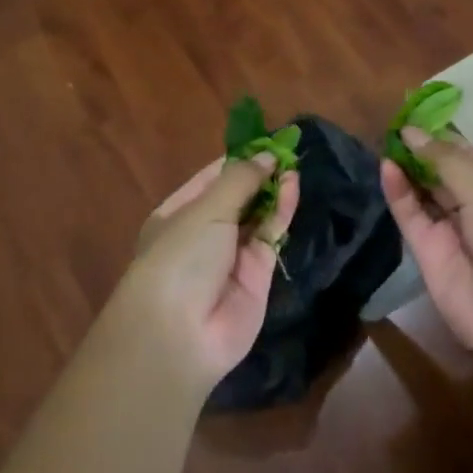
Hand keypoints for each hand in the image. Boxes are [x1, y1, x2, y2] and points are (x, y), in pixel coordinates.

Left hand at [117, 154, 299, 394]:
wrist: (179, 334)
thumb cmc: (179, 257)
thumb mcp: (206, 209)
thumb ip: (240, 180)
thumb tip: (268, 155)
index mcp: (179, 213)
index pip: (211, 178)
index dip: (238, 158)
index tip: (266, 139)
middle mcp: (205, 233)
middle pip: (237, 196)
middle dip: (259, 173)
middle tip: (288, 148)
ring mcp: (232, 255)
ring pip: (258, 215)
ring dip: (273, 189)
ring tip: (294, 162)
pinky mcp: (258, 274)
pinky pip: (272, 235)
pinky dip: (283, 211)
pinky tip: (293, 185)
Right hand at [379, 128, 472, 381]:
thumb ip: (445, 160)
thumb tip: (411, 132)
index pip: (466, 154)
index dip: (440, 136)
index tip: (410, 114)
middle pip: (441, 173)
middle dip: (418, 151)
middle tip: (388, 125)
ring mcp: (452, 233)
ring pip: (422, 194)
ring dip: (405, 169)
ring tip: (382, 141)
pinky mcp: (428, 256)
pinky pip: (410, 217)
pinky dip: (398, 193)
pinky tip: (386, 166)